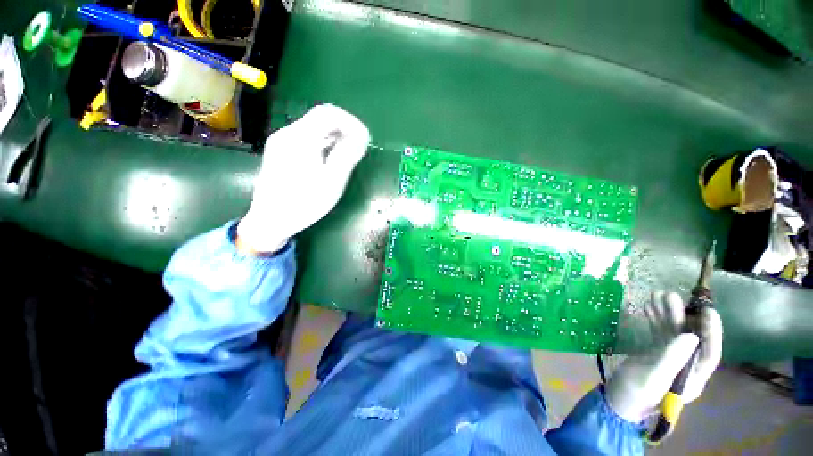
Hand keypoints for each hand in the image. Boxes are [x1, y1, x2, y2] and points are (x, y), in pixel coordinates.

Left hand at [237, 104, 370, 252]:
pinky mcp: (280, 151)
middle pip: (320, 118)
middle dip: (344, 128)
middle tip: (359, 147)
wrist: (270, 221)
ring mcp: (281, 142)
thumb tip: (360, 138)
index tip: (365, 138)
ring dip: (335, 136)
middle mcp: (288, 134)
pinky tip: (331, 157)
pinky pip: (306, 138)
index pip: (328, 113)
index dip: (351, 122)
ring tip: (349, 153)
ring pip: (313, 127)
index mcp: (300, 139)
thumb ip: (347, 155)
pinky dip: (323, 142)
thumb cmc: (304, 204)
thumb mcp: (332, 181)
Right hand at [605, 291, 722, 422]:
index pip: (708, 353)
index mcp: (691, 377)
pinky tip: (648, 307)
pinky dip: (654, 319)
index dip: (711, 332)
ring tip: (657, 295)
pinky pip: (658, 333)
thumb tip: (691, 336)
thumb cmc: (636, 394)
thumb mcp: (652, 378)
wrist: (616, 400)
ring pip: (672, 333)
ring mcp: (670, 359)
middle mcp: (685, 366)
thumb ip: (671, 359)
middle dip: (681, 316)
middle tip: (670, 295)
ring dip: (666, 314)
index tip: (708, 310)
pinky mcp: (655, 354)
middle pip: (688, 338)